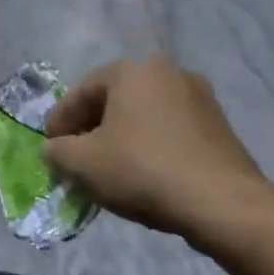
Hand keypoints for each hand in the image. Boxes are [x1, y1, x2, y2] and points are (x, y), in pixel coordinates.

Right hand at [42, 54, 273, 247]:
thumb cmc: (142, 170)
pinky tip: (143, 174)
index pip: (81, 91)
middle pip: (114, 100)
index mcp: (133, 70)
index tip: (50, 148)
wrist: (223, 204)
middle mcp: (169, 73)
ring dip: (121, 137)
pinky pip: (170, 131)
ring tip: (108, 168)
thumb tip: (55, 150)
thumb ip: (56, 151)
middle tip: (76, 157)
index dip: (59, 121)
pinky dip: (150, 147)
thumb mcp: (81, 163)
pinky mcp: (220, 127)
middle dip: (91, 128)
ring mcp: (200, 98)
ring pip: (144, 116)